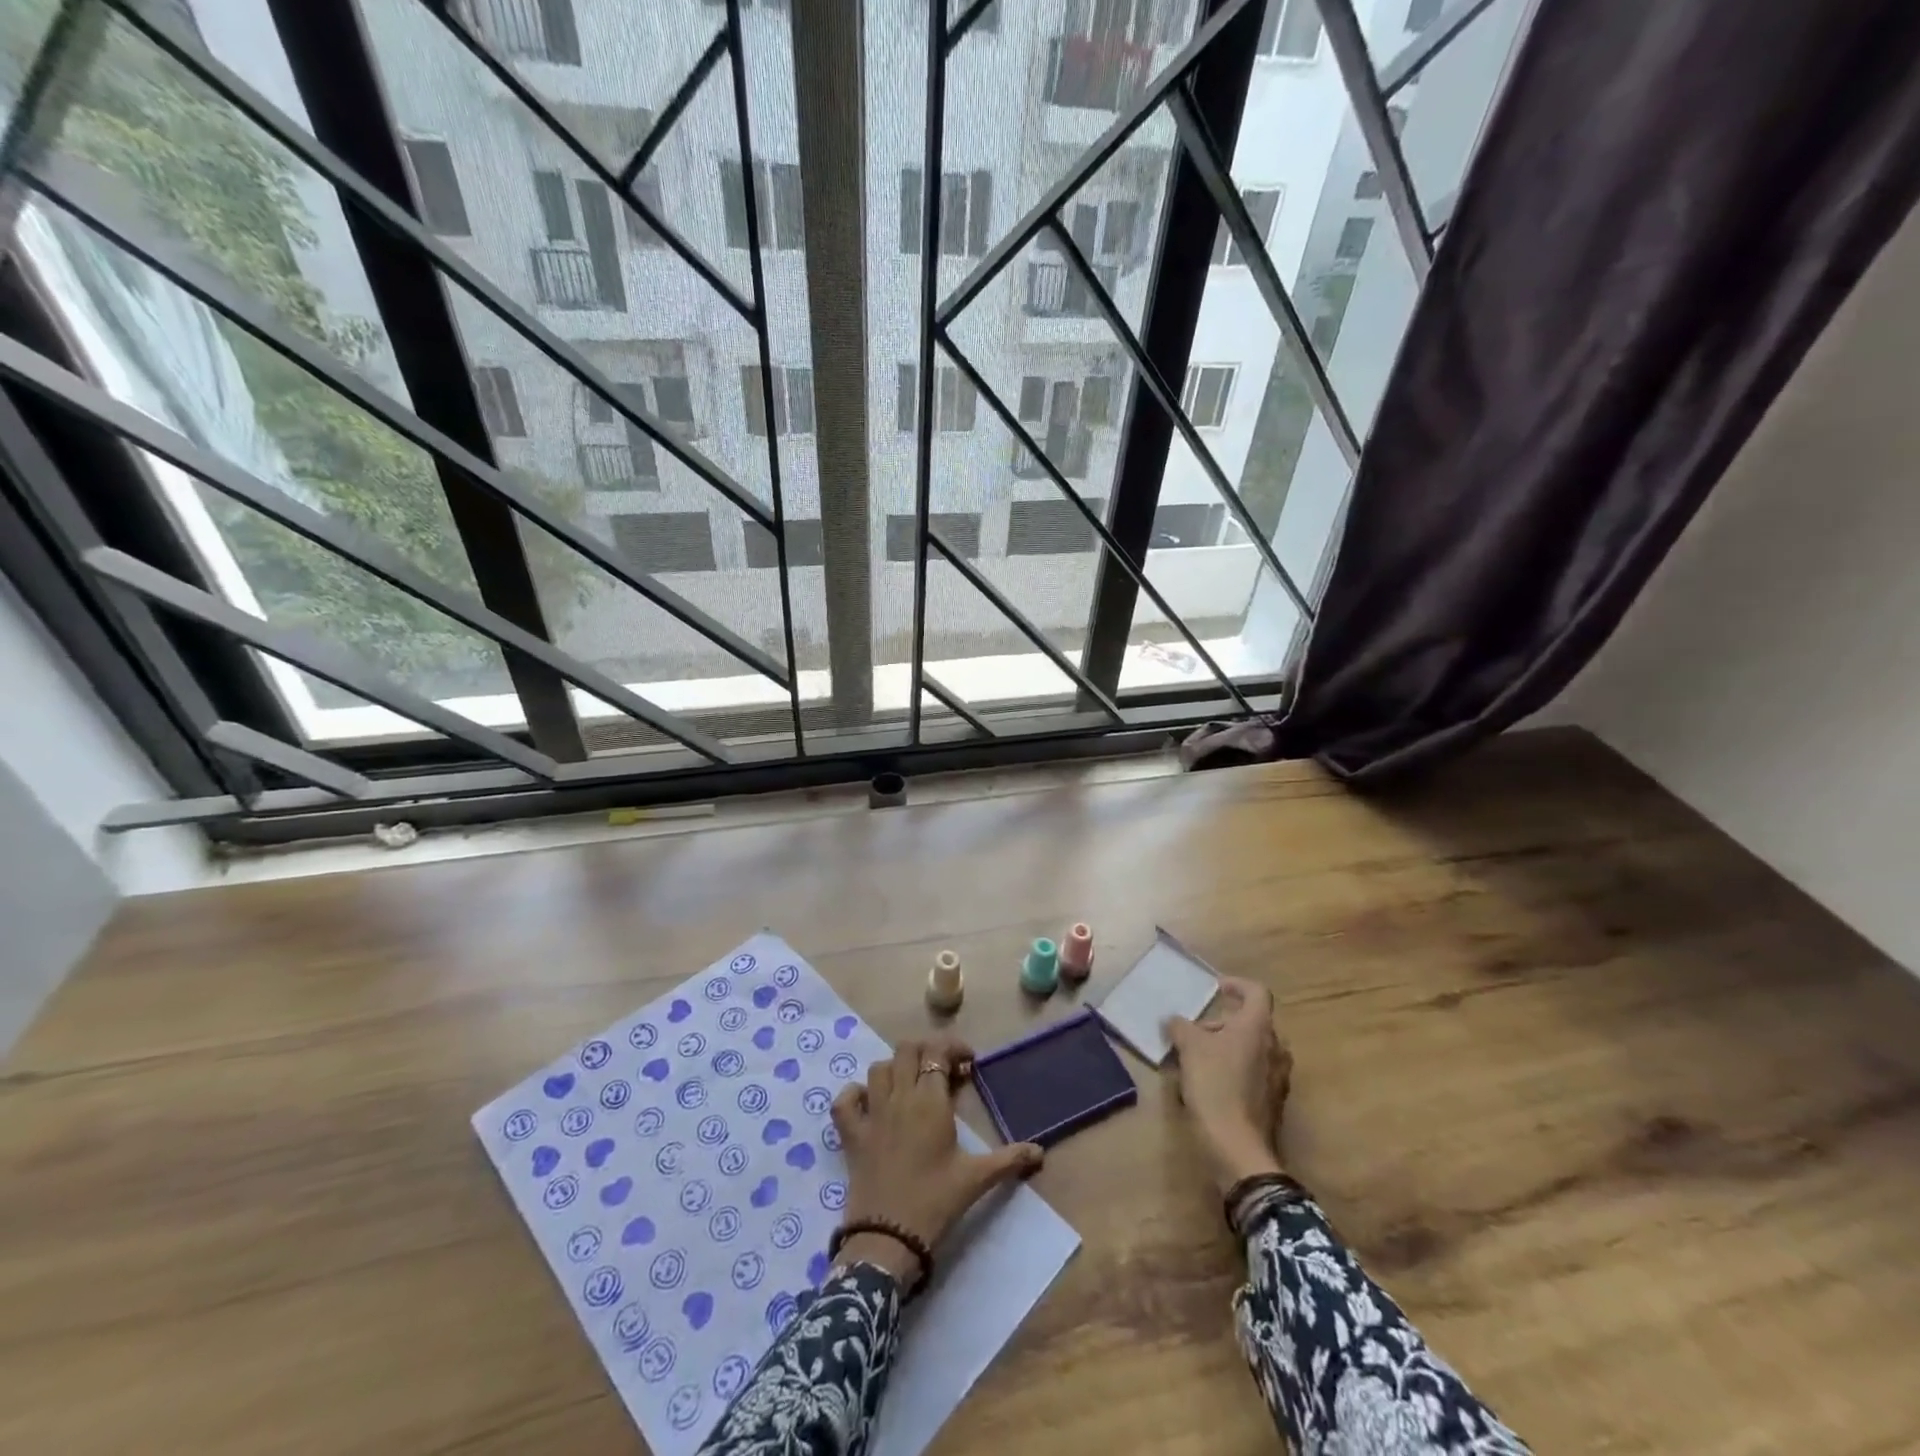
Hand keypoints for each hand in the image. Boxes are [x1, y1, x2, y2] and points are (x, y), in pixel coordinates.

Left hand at [831, 1033, 1042, 1286]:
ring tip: (911, 1085)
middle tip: (941, 1071)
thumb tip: (1040, 1152)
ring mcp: (871, 1114)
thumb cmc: (935, 1203)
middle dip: (925, 1052)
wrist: (888, 1239)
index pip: (937, 1053)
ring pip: (878, 1068)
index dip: (953, 1049)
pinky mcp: (850, 1135)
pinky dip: (854, 1094)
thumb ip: (1009, 1160)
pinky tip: (868, 1103)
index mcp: (930, 1102)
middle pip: (906, 1050)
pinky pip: (844, 1101)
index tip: (968, 1064)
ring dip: (895, 1069)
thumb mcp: (976, 1180)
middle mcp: (899, 1098)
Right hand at [1167, 977, 1292, 1194]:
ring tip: (1198, 1059)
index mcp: (1258, 1028)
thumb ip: (1181, 1027)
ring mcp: (1278, 1077)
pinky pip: (1255, 1073)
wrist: (1238, 1148)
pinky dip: (1235, 1069)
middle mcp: (1275, 1048)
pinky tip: (1210, 1085)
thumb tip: (1174, 1021)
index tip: (1216, 989)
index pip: (1257, 992)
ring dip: (1228, 1047)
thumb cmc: (1215, 1086)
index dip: (1237, 985)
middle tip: (1196, 1032)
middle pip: (1253, 1022)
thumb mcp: (1189, 1048)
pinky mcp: (1274, 1102)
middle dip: (1223, 1023)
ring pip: (1253, 1049)